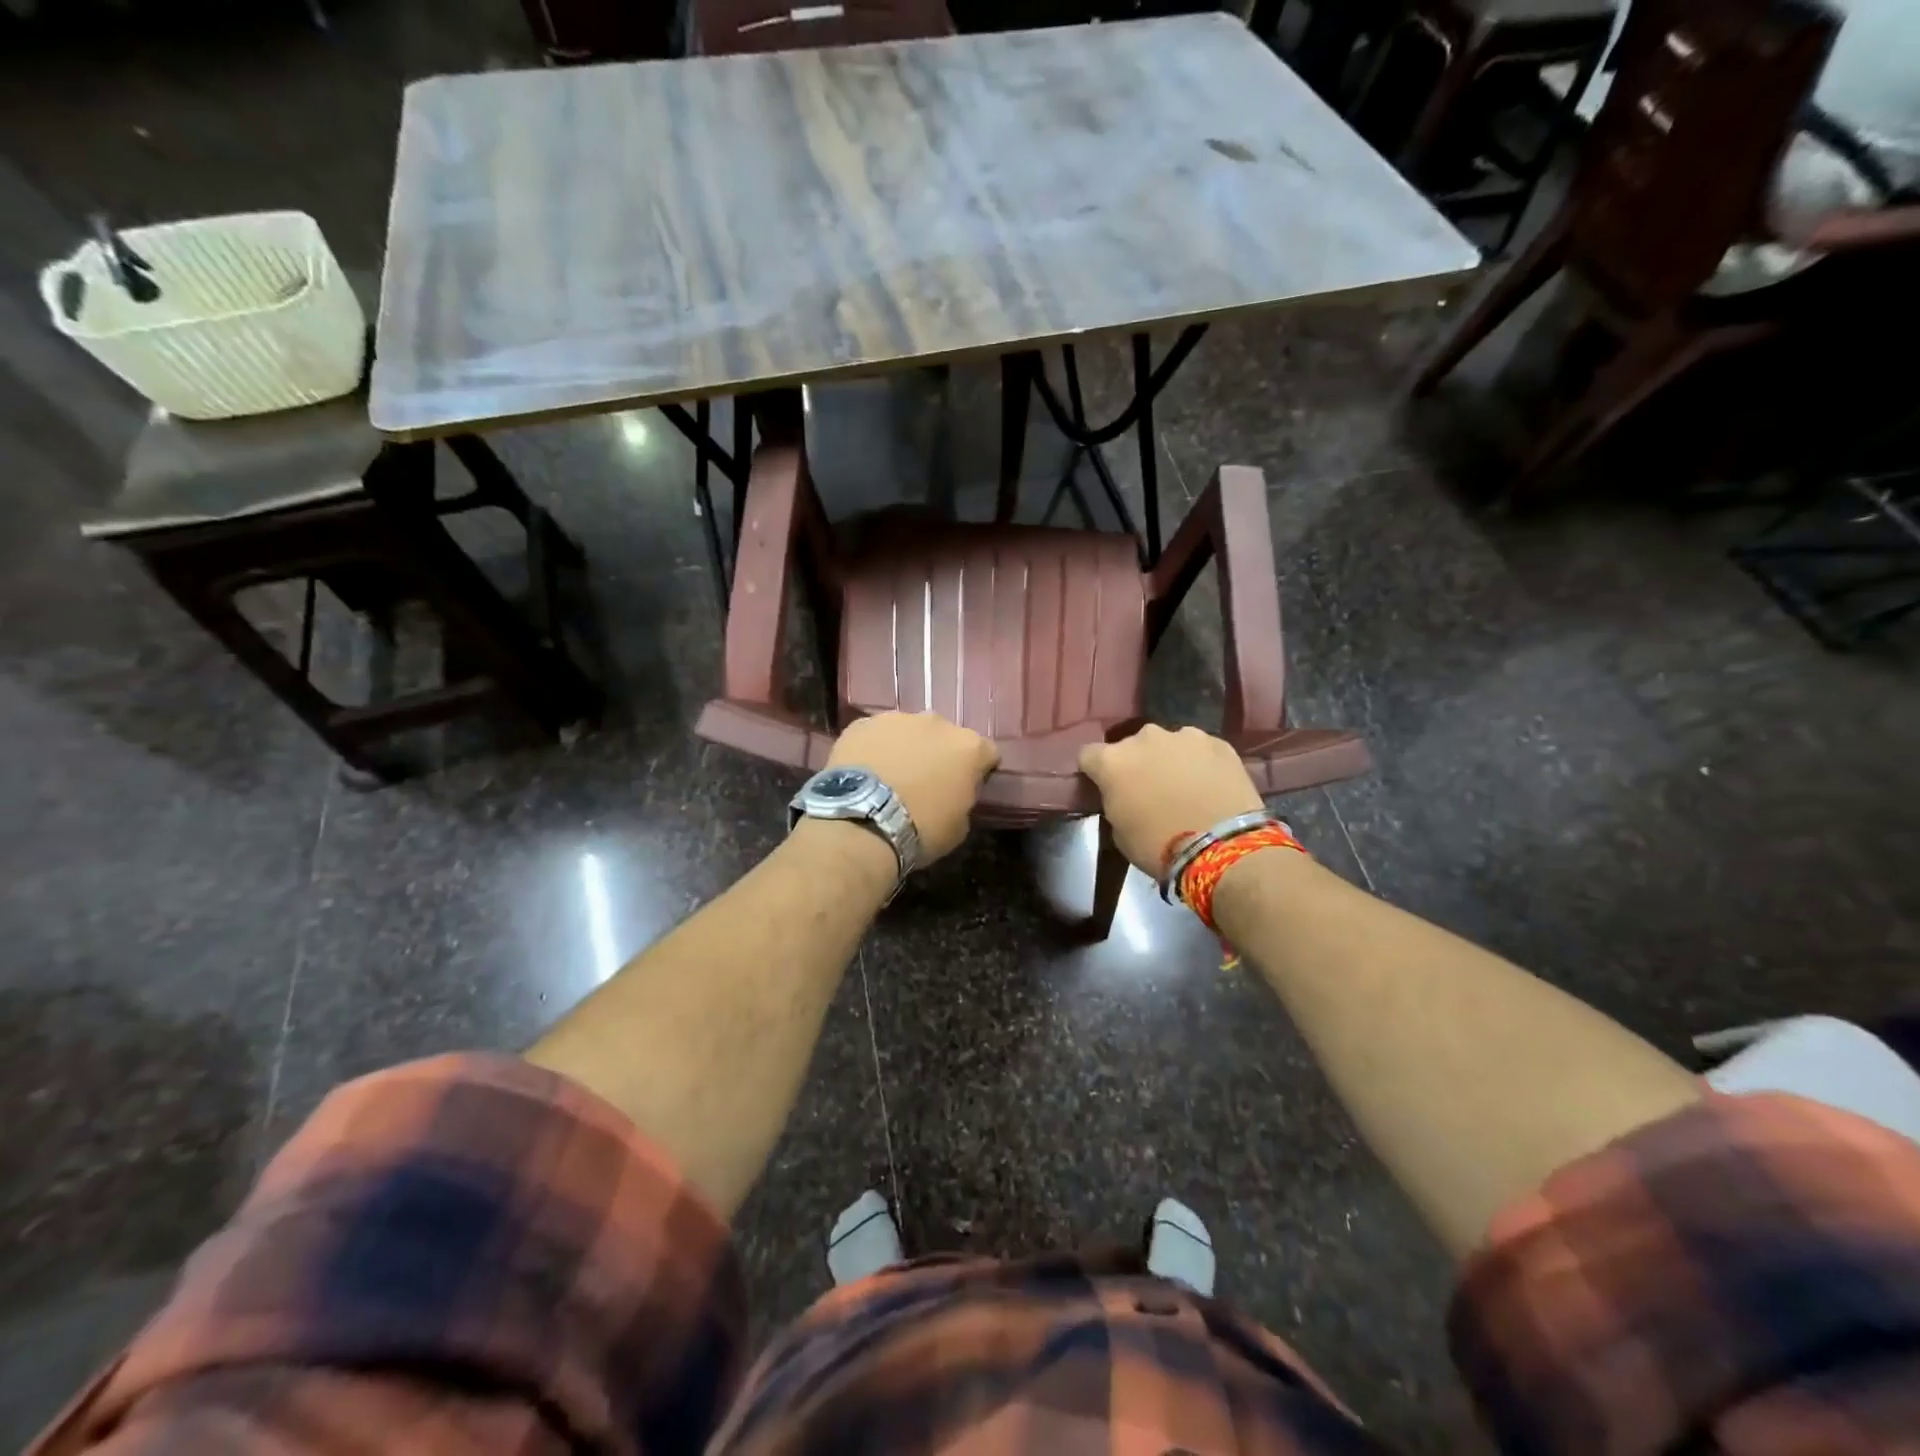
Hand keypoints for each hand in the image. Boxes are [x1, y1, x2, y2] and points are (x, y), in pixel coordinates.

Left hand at [828, 712, 999, 862]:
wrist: (861, 822)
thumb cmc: (920, 830)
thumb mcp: (959, 827)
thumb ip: (963, 799)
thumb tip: (954, 794)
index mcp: (969, 747)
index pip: (987, 753)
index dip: (978, 771)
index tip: (966, 788)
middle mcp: (937, 723)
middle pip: (945, 736)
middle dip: (939, 754)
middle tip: (925, 782)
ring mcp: (897, 719)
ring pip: (908, 731)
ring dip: (906, 747)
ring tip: (890, 776)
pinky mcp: (861, 724)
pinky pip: (875, 735)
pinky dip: (874, 748)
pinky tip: (864, 772)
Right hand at [1078, 725, 1262, 875]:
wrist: (1223, 847)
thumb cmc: (1160, 846)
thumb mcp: (1119, 832)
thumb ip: (1116, 802)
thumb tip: (1124, 796)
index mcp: (1113, 761)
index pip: (1088, 756)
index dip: (1095, 772)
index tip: (1103, 788)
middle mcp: (1145, 738)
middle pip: (1131, 746)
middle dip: (1136, 763)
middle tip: (1148, 790)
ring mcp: (1185, 736)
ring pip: (1168, 744)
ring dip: (1169, 760)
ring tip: (1184, 787)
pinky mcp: (1219, 742)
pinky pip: (1200, 750)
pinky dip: (1200, 764)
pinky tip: (1210, 786)